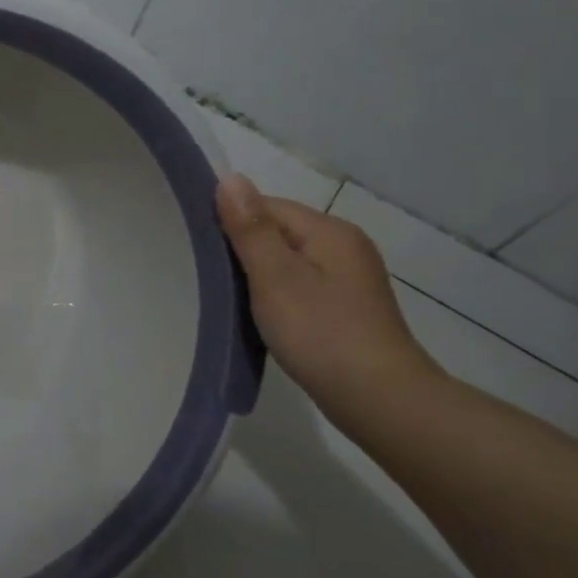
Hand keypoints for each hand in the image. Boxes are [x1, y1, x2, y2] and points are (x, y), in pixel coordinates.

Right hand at [214, 175, 442, 427]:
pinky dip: (277, 295)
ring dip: (258, 275)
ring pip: (288, 262)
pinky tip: (263, 317)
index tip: (199, 247)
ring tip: (229, 299)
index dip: (231, 221)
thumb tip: (230, 178)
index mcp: (329, 231)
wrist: (379, 399)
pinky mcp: (346, 308)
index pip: (267, 206)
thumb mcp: (276, 277)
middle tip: (207, 276)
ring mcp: (349, 279)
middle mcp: (344, 246)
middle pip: (278, 232)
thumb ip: (251, 228)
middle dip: (243, 249)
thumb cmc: (321, 332)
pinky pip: (300, 286)